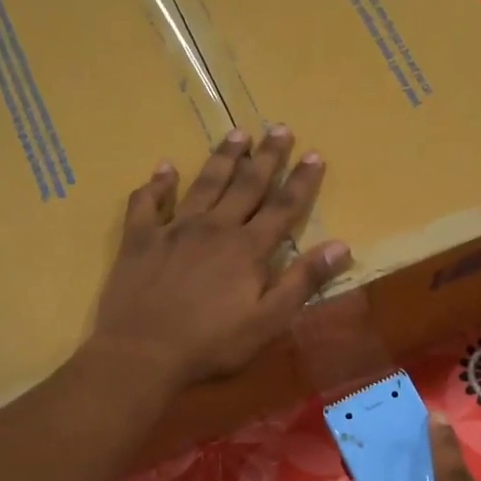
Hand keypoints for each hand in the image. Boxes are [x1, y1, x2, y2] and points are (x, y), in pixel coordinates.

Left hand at [93, 125, 349, 389]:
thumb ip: (302, 282)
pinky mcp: (140, 240)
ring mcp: (173, 229)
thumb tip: (341, 246)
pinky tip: (163, 168)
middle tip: (279, 128)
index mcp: (247, 249)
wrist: (142, 352)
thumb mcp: (268, 321)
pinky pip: (147, 203)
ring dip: (222, 158)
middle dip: (266, 157)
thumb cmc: (212, 344)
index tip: (314, 154)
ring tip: (236, 133)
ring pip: (203, 185)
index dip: (301, 181)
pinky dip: (156, 184)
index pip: (282, 207)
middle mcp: (213, 228)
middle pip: (245, 186)